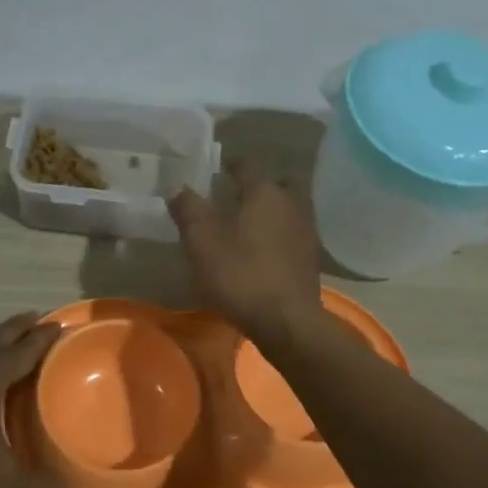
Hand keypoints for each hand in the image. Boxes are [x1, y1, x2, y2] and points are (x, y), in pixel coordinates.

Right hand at [167, 163, 322, 344]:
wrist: (287, 322)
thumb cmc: (241, 276)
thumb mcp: (202, 243)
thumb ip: (189, 210)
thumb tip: (177, 187)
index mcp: (265, 192)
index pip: (246, 166)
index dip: (230, 164)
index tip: (216, 167)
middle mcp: (291, 204)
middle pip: (272, 186)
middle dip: (253, 187)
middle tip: (231, 195)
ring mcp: (306, 232)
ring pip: (284, 210)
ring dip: (266, 212)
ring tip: (244, 224)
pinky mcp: (310, 259)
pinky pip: (289, 235)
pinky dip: (275, 235)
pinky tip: (260, 251)